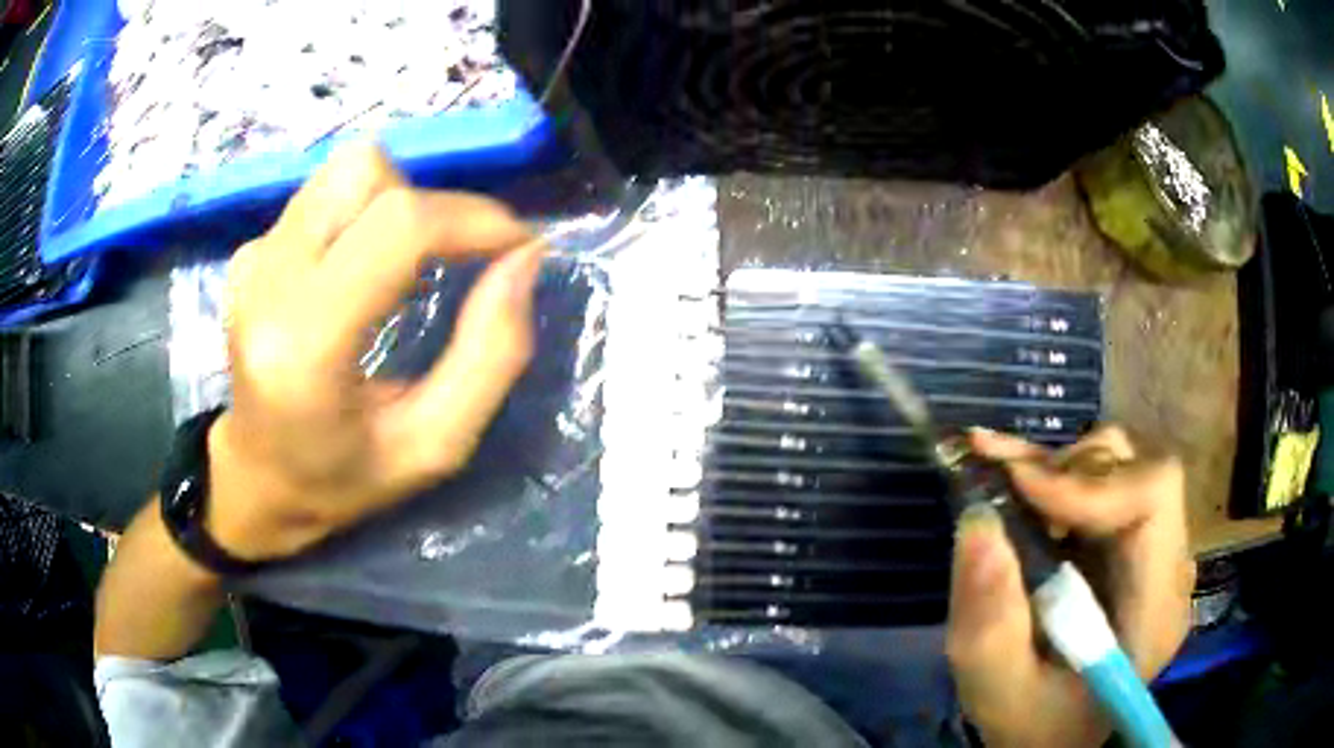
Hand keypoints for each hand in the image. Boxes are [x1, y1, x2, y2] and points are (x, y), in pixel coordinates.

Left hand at [206, 142, 541, 561]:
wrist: (257, 480)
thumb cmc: (343, 479)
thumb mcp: (435, 446)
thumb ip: (492, 354)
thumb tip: (524, 258)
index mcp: (304, 346)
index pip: (397, 227)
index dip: (472, 219)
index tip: (516, 247)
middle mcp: (266, 283)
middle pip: (366, 171)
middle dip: (431, 204)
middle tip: (452, 260)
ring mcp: (252, 260)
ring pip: (346, 170)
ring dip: (397, 203)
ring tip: (405, 268)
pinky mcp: (250, 251)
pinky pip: (325, 196)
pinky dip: (363, 218)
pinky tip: (359, 277)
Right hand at [946, 426, 1195, 746]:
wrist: (1057, 737)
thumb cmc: (1035, 726)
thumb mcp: (999, 691)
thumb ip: (990, 623)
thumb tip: (978, 521)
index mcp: (1155, 608)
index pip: (1153, 496)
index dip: (1090, 480)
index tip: (1020, 490)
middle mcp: (1169, 567)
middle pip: (1139, 470)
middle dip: (1070, 470)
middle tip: (1006, 488)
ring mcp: (1155, 552)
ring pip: (1123, 466)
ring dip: (1062, 471)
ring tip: (1011, 493)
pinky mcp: (1133, 546)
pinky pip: (1107, 484)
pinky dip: (1060, 478)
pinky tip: (1019, 483)